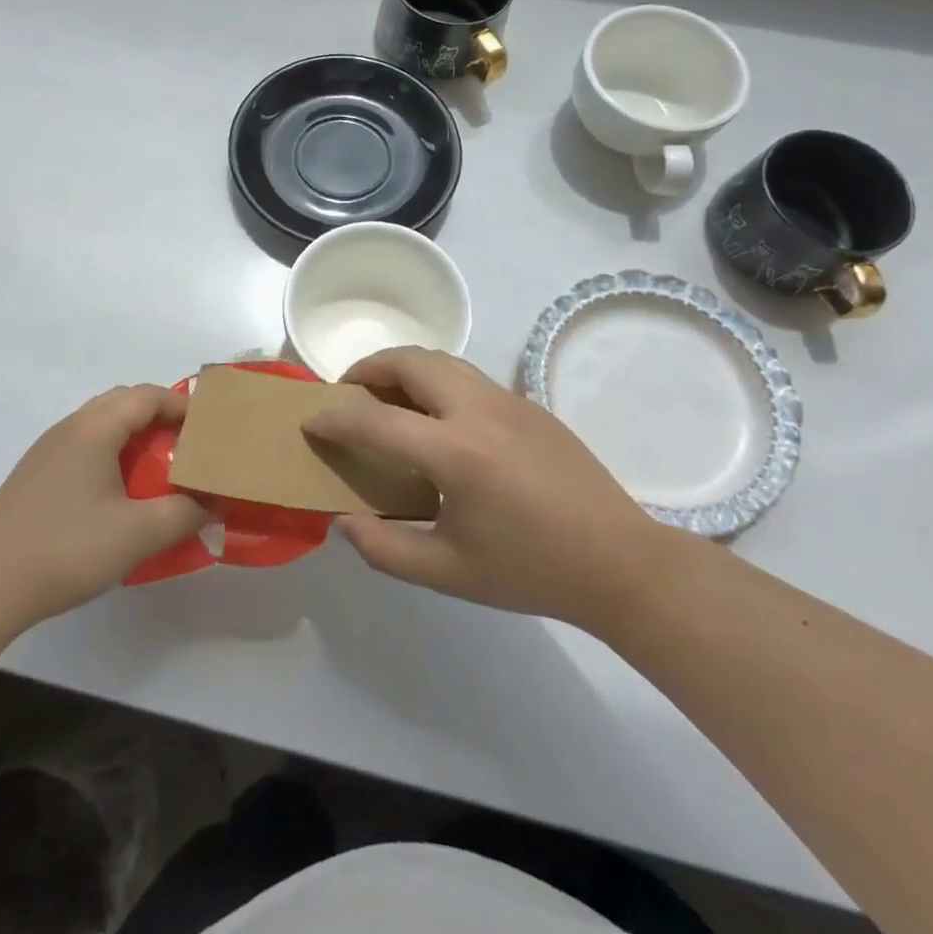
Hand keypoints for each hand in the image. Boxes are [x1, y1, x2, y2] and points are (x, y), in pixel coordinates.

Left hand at [0, 385, 210, 627]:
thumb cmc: (66, 548)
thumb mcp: (137, 534)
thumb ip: (183, 514)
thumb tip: (211, 504)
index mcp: (94, 428)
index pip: (147, 395)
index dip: (182, 404)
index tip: (211, 427)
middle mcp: (70, 428)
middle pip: (122, 402)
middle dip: (160, 416)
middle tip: (189, 444)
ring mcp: (48, 451)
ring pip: (101, 426)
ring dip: (134, 437)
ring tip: (160, 468)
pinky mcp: (36, 477)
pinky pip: (85, 448)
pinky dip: (112, 455)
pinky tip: (120, 494)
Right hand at [304, 348, 669, 631]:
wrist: (621, 563)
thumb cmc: (531, 571)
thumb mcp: (449, 573)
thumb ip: (385, 548)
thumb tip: (344, 520)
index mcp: (456, 453)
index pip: (376, 421)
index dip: (335, 419)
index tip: (312, 422)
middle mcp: (479, 411)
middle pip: (410, 361)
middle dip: (369, 368)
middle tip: (349, 392)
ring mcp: (508, 401)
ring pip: (442, 360)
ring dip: (404, 368)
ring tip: (386, 397)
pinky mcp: (528, 404)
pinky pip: (467, 376)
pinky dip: (435, 380)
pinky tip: (436, 420)